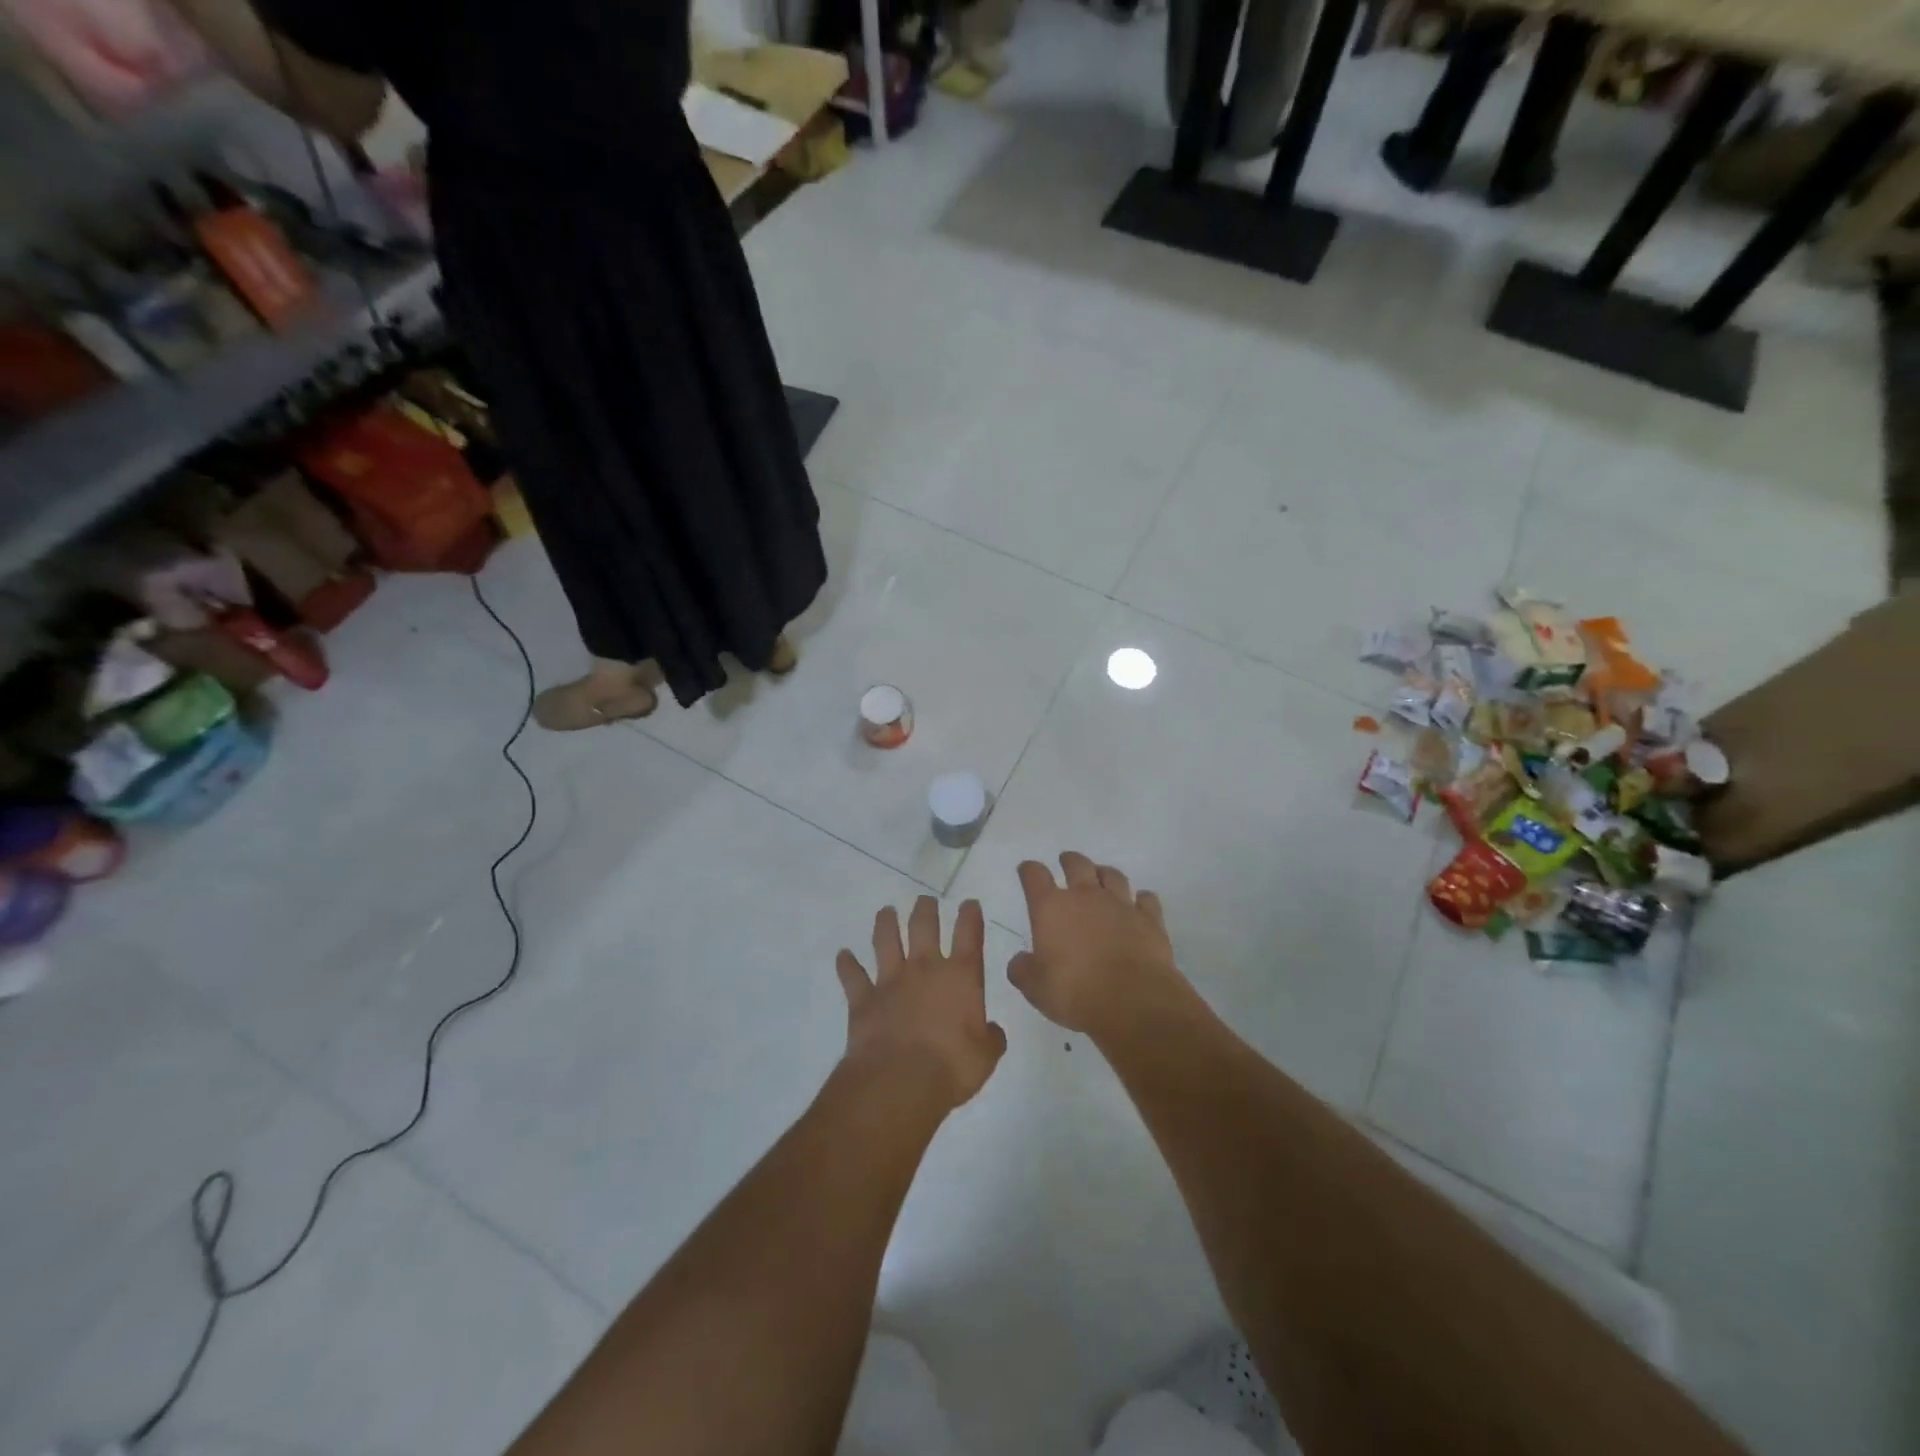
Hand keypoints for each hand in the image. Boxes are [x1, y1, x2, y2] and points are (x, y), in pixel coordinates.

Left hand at [836, 897, 1006, 1110]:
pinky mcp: (863, 999)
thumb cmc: (952, 1066)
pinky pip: (852, 976)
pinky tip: (843, 955)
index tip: (969, 903)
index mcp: (960, 976)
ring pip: (886, 941)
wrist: (900, 1080)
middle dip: (925, 910)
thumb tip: (992, 1031)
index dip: (970, 916)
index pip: (969, 935)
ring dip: (886, 924)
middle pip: (924, 927)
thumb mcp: (985, 1056)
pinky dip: (847, 964)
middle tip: (925, 900)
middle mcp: (925, 968)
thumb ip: (991, 1038)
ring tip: (886, 912)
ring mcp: (891, 980)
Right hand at [1007, 852, 1182, 1034]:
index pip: (1035, 876)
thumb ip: (1023, 971)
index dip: (1029, 870)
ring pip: (1113, 875)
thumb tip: (1019, 962)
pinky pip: (1147, 899)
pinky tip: (1139, 904)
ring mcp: (1121, 904)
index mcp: (1051, 908)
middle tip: (1066, 861)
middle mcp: (1086, 896)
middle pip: (1077, 864)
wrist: (1133, 1000)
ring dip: (1104, 873)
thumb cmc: (1075, 992)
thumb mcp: (1036, 988)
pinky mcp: (1150, 919)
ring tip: (1101, 877)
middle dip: (1069, 861)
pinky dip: (1141, 899)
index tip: (1027, 869)